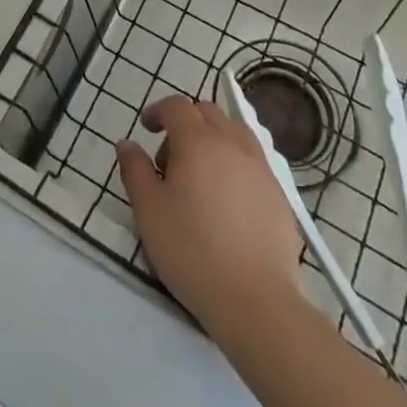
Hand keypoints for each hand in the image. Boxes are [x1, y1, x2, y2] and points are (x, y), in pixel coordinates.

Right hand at [116, 94, 303, 340]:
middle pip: (207, 113)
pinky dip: (235, 164)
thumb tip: (127, 143)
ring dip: (213, 140)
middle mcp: (232, 143)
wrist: (256, 300)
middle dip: (185, 124)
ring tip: (201, 176)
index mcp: (198, 141)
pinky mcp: (279, 194)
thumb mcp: (149, 211)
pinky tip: (228, 201)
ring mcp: (261, 167)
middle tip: (170, 160)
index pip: (177, 106)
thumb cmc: (192, 250)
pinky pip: (253, 161)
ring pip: (234, 133)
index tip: (146, 127)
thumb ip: (135, 170)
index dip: (158, 111)